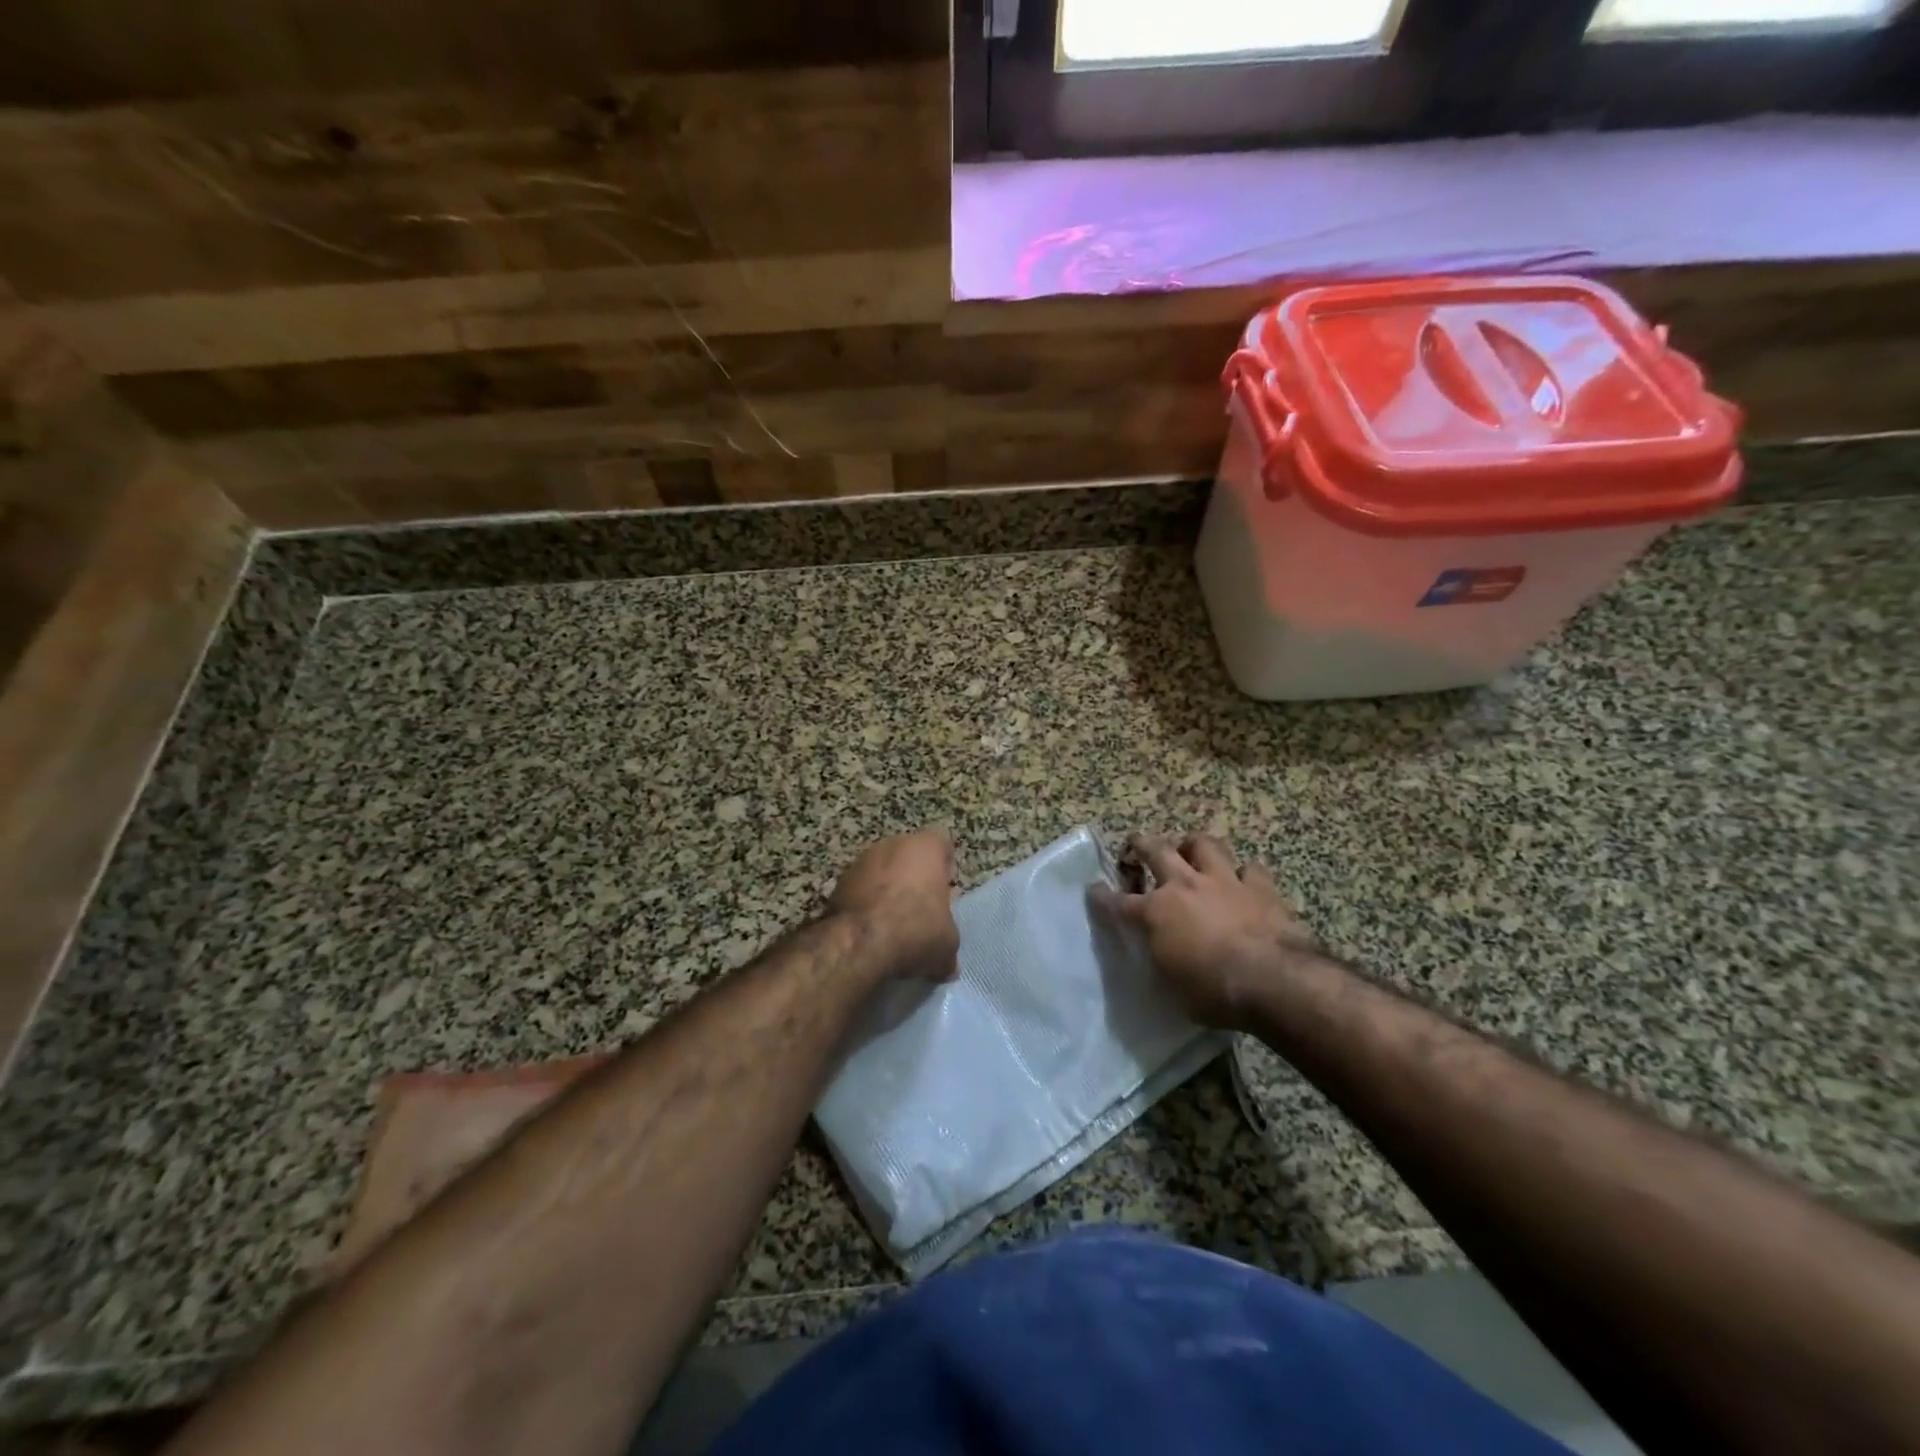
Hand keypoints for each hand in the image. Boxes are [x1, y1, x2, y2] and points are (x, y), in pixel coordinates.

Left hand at [830, 827, 960, 982]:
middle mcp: (892, 844)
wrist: (860, 942)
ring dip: (886, 890)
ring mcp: (860, 861)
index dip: (945, 865)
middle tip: (920, 908)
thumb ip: (948, 945)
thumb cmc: (916, 929)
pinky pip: (859, 889)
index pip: (941, 843)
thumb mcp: (947, 945)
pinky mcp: (838, 883)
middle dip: (914, 877)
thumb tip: (947, 966)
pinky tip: (870, 931)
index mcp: (925, 848)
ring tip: (892, 923)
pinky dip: (864, 904)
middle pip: (908, 855)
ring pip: (881, 871)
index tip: (945, 890)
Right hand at [1093, 832, 1316, 1029]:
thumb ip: (1162, 963)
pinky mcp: (1259, 886)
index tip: (1094, 890)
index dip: (1102, 896)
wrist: (1273, 980)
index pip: (1117, 902)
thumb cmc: (1213, 992)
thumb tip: (1160, 958)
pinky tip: (1244, 881)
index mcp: (1155, 913)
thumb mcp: (1172, 987)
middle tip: (1136, 844)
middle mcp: (1184, 886)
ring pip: (1203, 844)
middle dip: (1140, 844)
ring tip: (1190, 850)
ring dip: (1193, 845)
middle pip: (1155, 850)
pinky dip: (1244, 873)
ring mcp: (1223, 881)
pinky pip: (1250, 868)